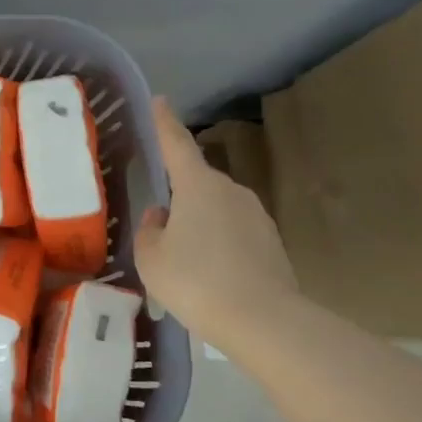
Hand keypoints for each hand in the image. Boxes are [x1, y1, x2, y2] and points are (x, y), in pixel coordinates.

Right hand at [134, 99, 297, 344]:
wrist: (263, 321)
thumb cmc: (195, 281)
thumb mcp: (152, 258)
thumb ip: (150, 230)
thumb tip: (162, 216)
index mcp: (198, 186)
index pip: (176, 144)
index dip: (164, 123)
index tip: (160, 100)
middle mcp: (231, 191)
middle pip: (197, 182)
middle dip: (179, 194)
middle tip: (159, 220)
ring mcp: (256, 216)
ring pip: (216, 209)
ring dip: (199, 222)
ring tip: (182, 256)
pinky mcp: (271, 243)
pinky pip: (234, 232)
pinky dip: (218, 244)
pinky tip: (208, 273)